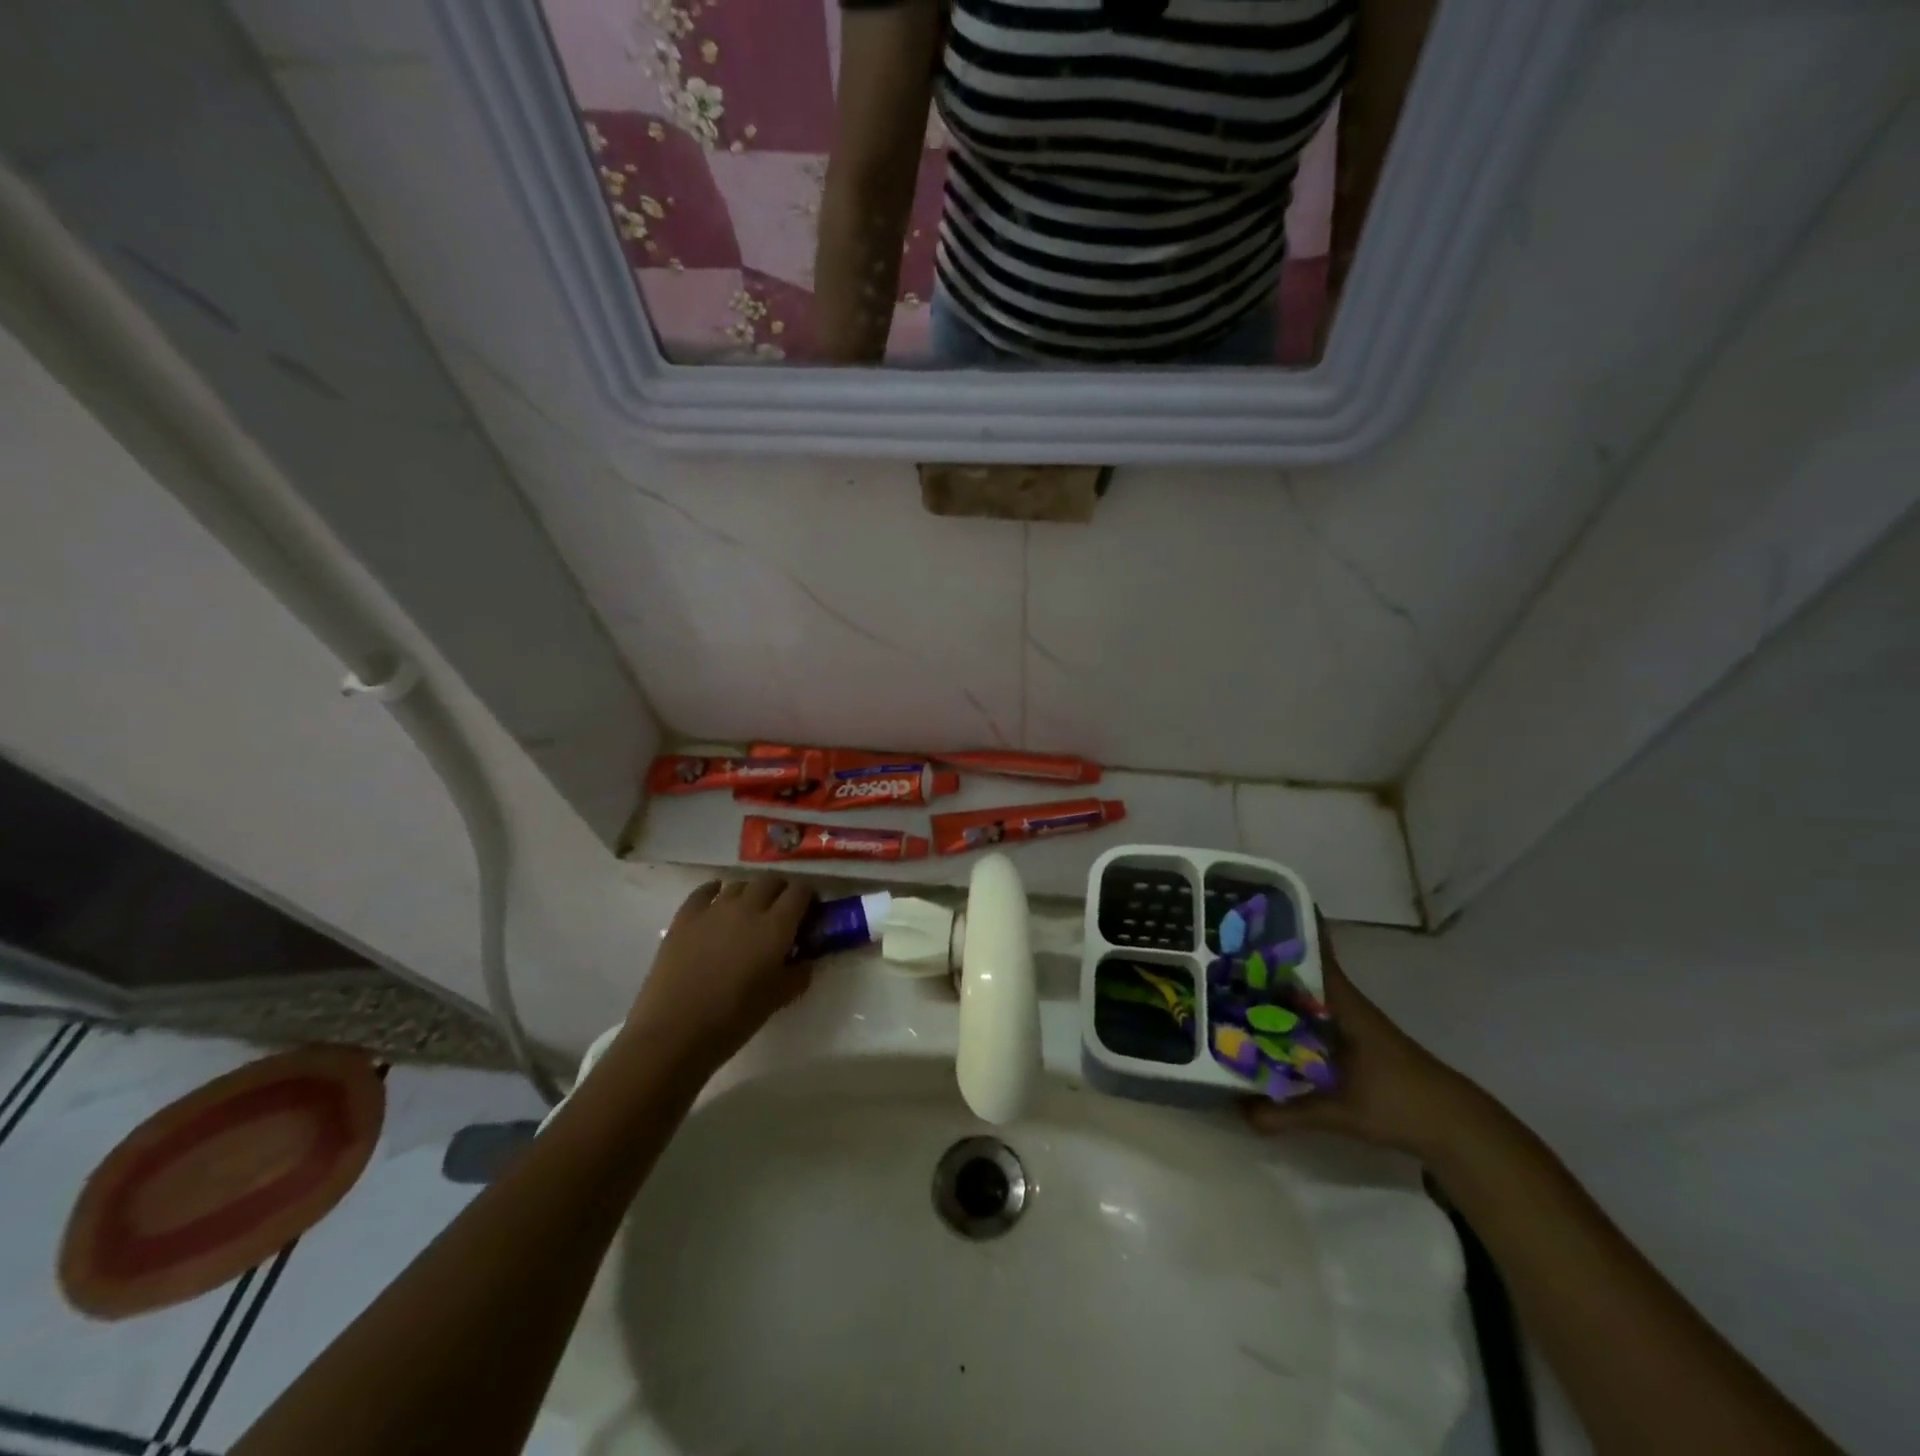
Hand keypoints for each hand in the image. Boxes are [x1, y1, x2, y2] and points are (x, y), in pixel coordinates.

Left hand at [621, 876, 815, 1076]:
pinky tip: (717, 902)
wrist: (674, 1032)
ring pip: (740, 884)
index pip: (800, 892)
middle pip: (771, 881)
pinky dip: (716, 891)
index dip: (808, 897)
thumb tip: (804, 959)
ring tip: (749, 913)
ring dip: (750, 893)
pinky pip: (705, 891)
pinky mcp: (685, 917)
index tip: (809, 912)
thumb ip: (799, 973)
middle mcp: (748, 907)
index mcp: (776, 926)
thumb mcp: (779, 999)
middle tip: (781, 913)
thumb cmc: (733, 1019)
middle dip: (781, 891)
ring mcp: (713, 909)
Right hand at [1244, 919, 1484, 1158]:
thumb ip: (1289, 1112)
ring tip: (1233, 981)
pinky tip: (1264, 1023)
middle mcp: (1345, 1006)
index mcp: (1344, 1005)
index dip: (1290, 930)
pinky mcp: (1353, 1043)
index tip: (1257, 909)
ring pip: (1306, 995)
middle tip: (1224, 947)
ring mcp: (1350, 1024)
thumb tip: (1238, 1112)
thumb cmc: (1400, 1104)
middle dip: (1267, 959)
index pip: (1316, 954)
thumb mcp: (1340, 1111)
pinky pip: (1312, 1016)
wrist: (1456, 1130)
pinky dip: (1289, 1013)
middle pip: (1302, 972)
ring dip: (1276, 987)